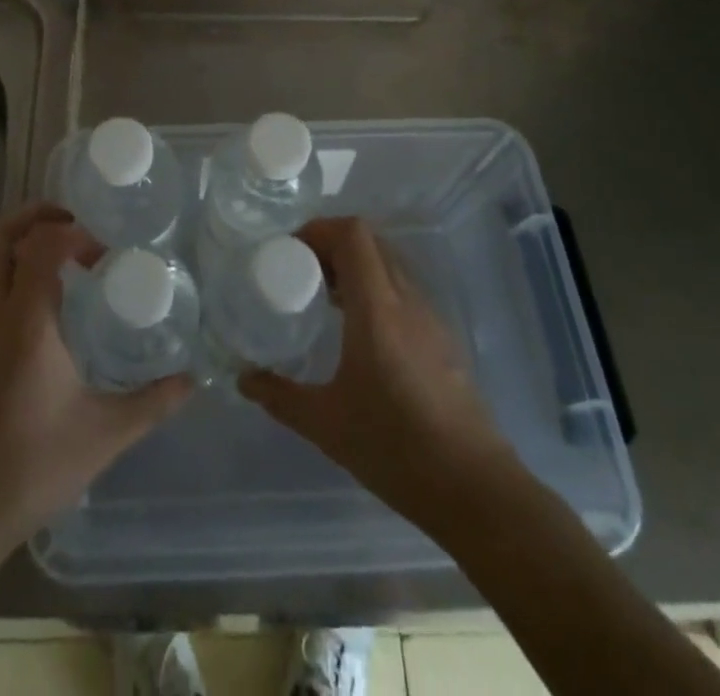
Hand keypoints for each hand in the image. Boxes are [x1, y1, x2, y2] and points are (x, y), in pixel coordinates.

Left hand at [0, 203, 191, 560]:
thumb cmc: (33, 468)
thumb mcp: (105, 435)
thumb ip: (153, 402)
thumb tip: (193, 380)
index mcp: (27, 322)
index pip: (42, 245)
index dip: (73, 233)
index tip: (100, 253)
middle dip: (33, 217)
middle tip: (66, 221)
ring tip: (31, 244)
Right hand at [240, 217, 515, 527]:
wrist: (475, 489)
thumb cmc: (396, 448)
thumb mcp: (326, 424)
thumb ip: (280, 396)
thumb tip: (244, 380)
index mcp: (377, 307)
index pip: (353, 234)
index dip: (319, 229)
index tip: (290, 252)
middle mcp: (406, 299)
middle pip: (370, 241)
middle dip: (332, 244)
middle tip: (301, 271)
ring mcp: (430, 316)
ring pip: (389, 263)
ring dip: (355, 265)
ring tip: (324, 297)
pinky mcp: (442, 337)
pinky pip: (403, 289)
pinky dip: (375, 288)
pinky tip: (357, 329)